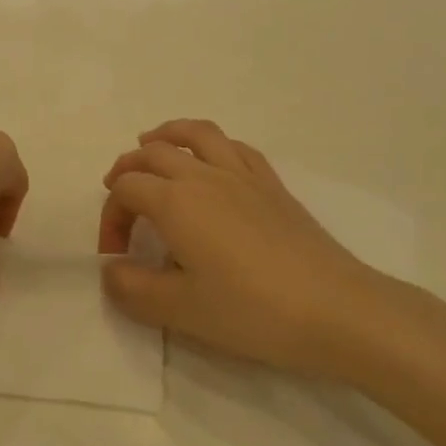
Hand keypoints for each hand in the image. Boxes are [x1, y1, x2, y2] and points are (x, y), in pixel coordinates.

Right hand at [97, 120, 407, 380]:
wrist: (335, 310)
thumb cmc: (250, 310)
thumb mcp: (178, 309)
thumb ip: (131, 288)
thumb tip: (111, 269)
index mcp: (176, 201)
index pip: (126, 189)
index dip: (110, 217)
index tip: (115, 255)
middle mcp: (204, 176)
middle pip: (153, 154)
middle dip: (128, 170)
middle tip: (118, 194)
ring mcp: (243, 176)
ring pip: (196, 135)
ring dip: (167, 135)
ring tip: (152, 144)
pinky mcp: (273, 186)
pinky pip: (235, 147)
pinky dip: (211, 145)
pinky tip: (211, 162)